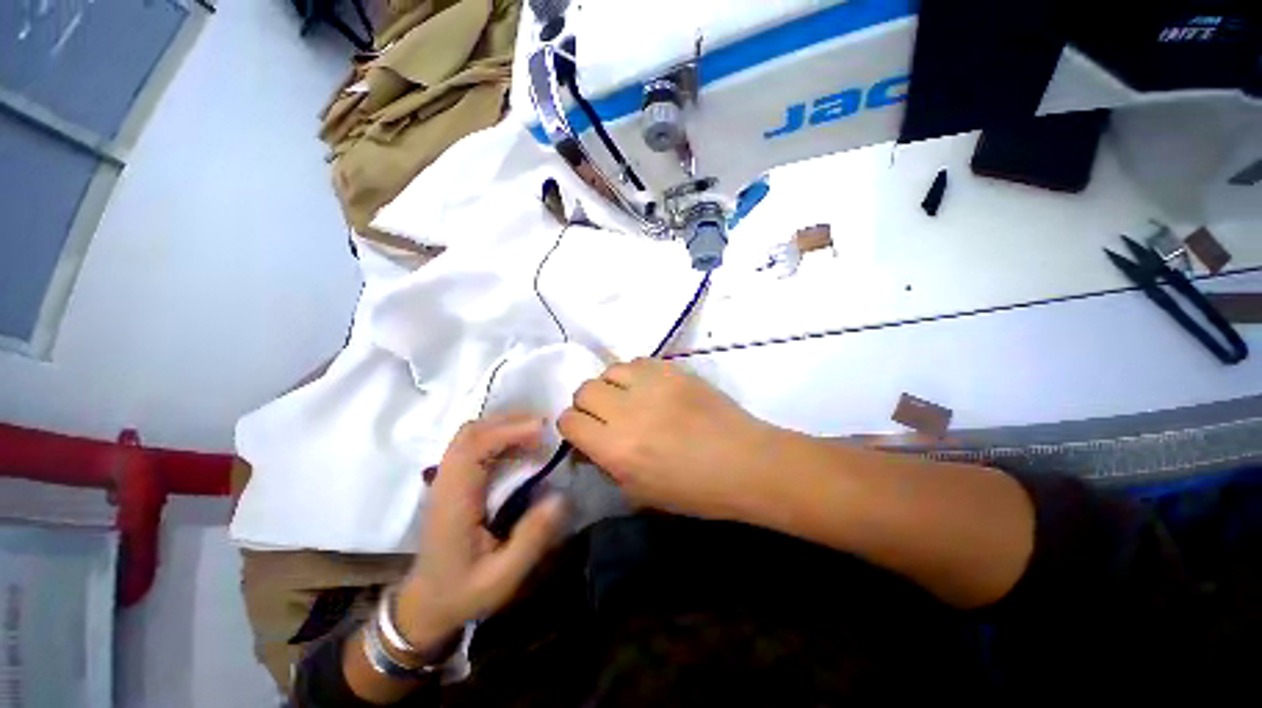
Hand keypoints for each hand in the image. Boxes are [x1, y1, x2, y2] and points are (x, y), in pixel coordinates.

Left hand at [396, 414, 566, 648]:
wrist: (426, 603)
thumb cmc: (464, 592)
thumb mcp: (502, 577)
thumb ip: (531, 538)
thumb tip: (561, 496)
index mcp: (454, 502)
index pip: (473, 448)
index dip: (508, 431)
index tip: (542, 431)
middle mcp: (445, 482)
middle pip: (470, 433)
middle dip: (509, 421)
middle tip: (545, 427)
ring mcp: (445, 479)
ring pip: (471, 434)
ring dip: (504, 425)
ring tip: (537, 432)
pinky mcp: (452, 480)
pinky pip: (473, 444)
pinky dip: (499, 435)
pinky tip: (520, 445)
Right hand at [558, 358, 781, 520]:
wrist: (744, 462)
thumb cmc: (695, 490)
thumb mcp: (640, 492)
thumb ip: (606, 465)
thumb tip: (587, 445)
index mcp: (616, 448)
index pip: (569, 421)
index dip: (572, 427)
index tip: (585, 434)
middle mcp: (627, 410)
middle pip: (584, 390)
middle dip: (588, 404)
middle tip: (607, 416)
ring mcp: (652, 384)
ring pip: (609, 370)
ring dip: (611, 386)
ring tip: (629, 398)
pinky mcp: (673, 369)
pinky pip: (637, 361)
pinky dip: (635, 373)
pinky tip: (650, 388)